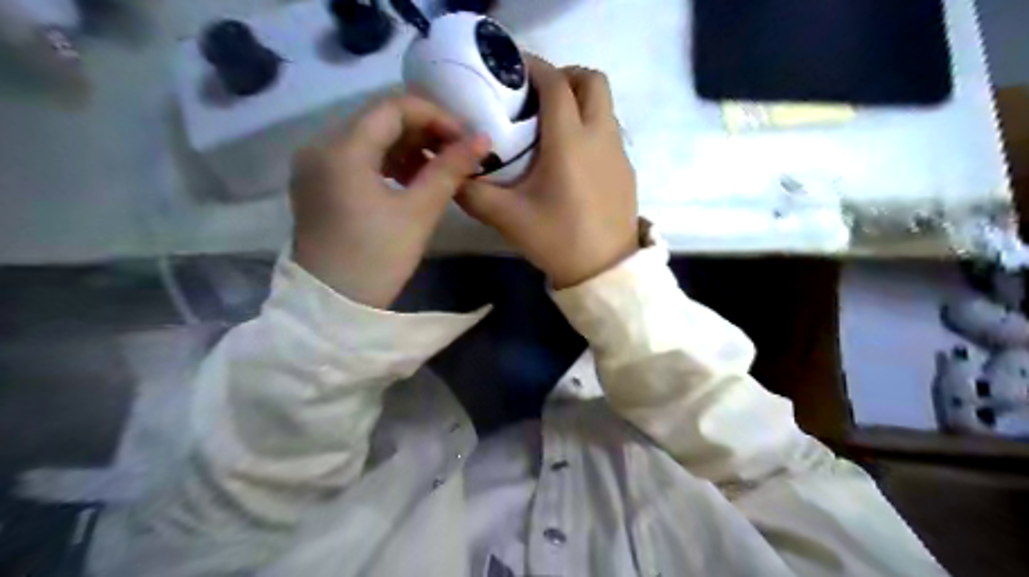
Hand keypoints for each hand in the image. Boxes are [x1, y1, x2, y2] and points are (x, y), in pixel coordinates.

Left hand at [289, 95, 488, 309]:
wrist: (332, 305)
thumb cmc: (377, 259)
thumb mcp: (418, 212)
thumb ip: (450, 170)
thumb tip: (482, 140)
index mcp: (342, 149)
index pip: (394, 108)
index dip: (436, 116)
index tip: (465, 139)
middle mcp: (320, 146)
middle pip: (379, 119)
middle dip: (424, 131)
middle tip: (457, 154)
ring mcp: (315, 165)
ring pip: (369, 138)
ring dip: (407, 147)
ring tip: (439, 170)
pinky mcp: (317, 184)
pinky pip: (357, 158)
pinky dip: (387, 162)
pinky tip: (411, 180)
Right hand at [456, 55, 635, 288]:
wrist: (604, 270)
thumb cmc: (556, 240)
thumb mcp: (507, 217)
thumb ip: (472, 192)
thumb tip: (451, 174)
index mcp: (569, 141)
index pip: (556, 83)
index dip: (534, 67)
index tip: (513, 70)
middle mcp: (599, 136)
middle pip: (592, 80)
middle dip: (565, 77)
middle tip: (538, 98)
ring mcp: (618, 152)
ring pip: (604, 105)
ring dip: (580, 101)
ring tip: (552, 126)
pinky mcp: (626, 169)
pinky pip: (610, 131)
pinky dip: (591, 126)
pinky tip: (571, 158)